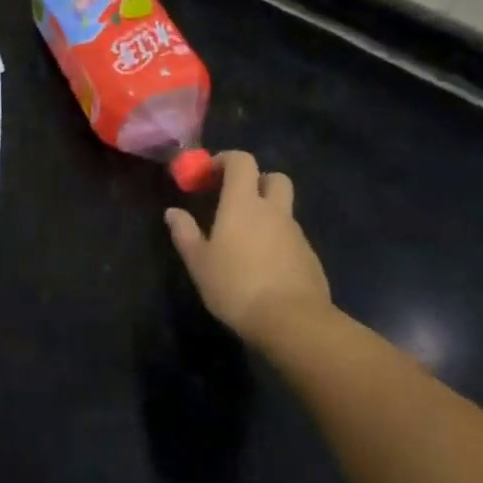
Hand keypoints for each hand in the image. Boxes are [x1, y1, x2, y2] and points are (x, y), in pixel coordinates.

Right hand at [164, 150, 330, 344]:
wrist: (293, 322)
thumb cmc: (237, 286)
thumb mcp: (199, 262)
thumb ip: (185, 233)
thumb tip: (173, 212)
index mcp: (243, 203)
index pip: (242, 161)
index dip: (226, 160)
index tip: (209, 174)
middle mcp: (273, 210)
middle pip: (273, 177)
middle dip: (256, 181)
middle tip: (236, 199)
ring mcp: (296, 234)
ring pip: (284, 209)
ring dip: (267, 214)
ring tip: (246, 240)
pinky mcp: (310, 258)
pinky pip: (292, 237)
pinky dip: (278, 241)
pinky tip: (265, 266)